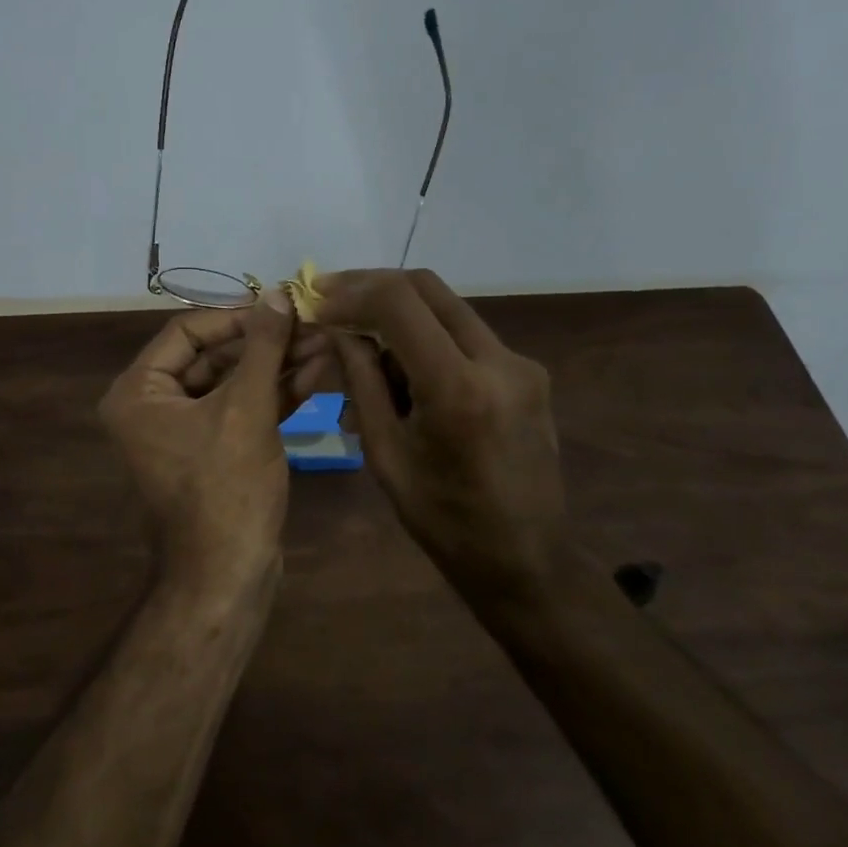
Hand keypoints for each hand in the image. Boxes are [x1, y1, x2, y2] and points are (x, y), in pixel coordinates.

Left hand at [99, 292, 299, 586]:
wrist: (226, 576)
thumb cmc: (225, 489)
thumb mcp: (246, 408)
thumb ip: (262, 346)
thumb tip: (276, 293)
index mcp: (139, 392)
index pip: (187, 331)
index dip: (236, 314)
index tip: (281, 305)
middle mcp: (155, 407)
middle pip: (213, 356)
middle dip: (266, 342)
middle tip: (314, 325)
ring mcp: (186, 432)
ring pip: (234, 383)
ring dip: (278, 365)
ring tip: (326, 344)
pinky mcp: (215, 452)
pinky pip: (242, 410)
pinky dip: (276, 395)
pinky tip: (317, 374)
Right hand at [315, 269, 570, 605]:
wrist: (525, 559)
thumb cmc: (443, 521)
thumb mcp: (386, 454)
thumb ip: (362, 382)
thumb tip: (339, 329)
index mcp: (457, 387)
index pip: (399, 302)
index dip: (351, 293)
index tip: (318, 303)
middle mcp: (498, 361)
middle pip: (428, 288)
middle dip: (374, 287)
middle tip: (333, 299)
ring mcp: (520, 364)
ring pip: (449, 308)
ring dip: (402, 314)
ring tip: (363, 348)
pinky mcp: (529, 373)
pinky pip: (468, 337)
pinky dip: (429, 339)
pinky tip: (405, 373)